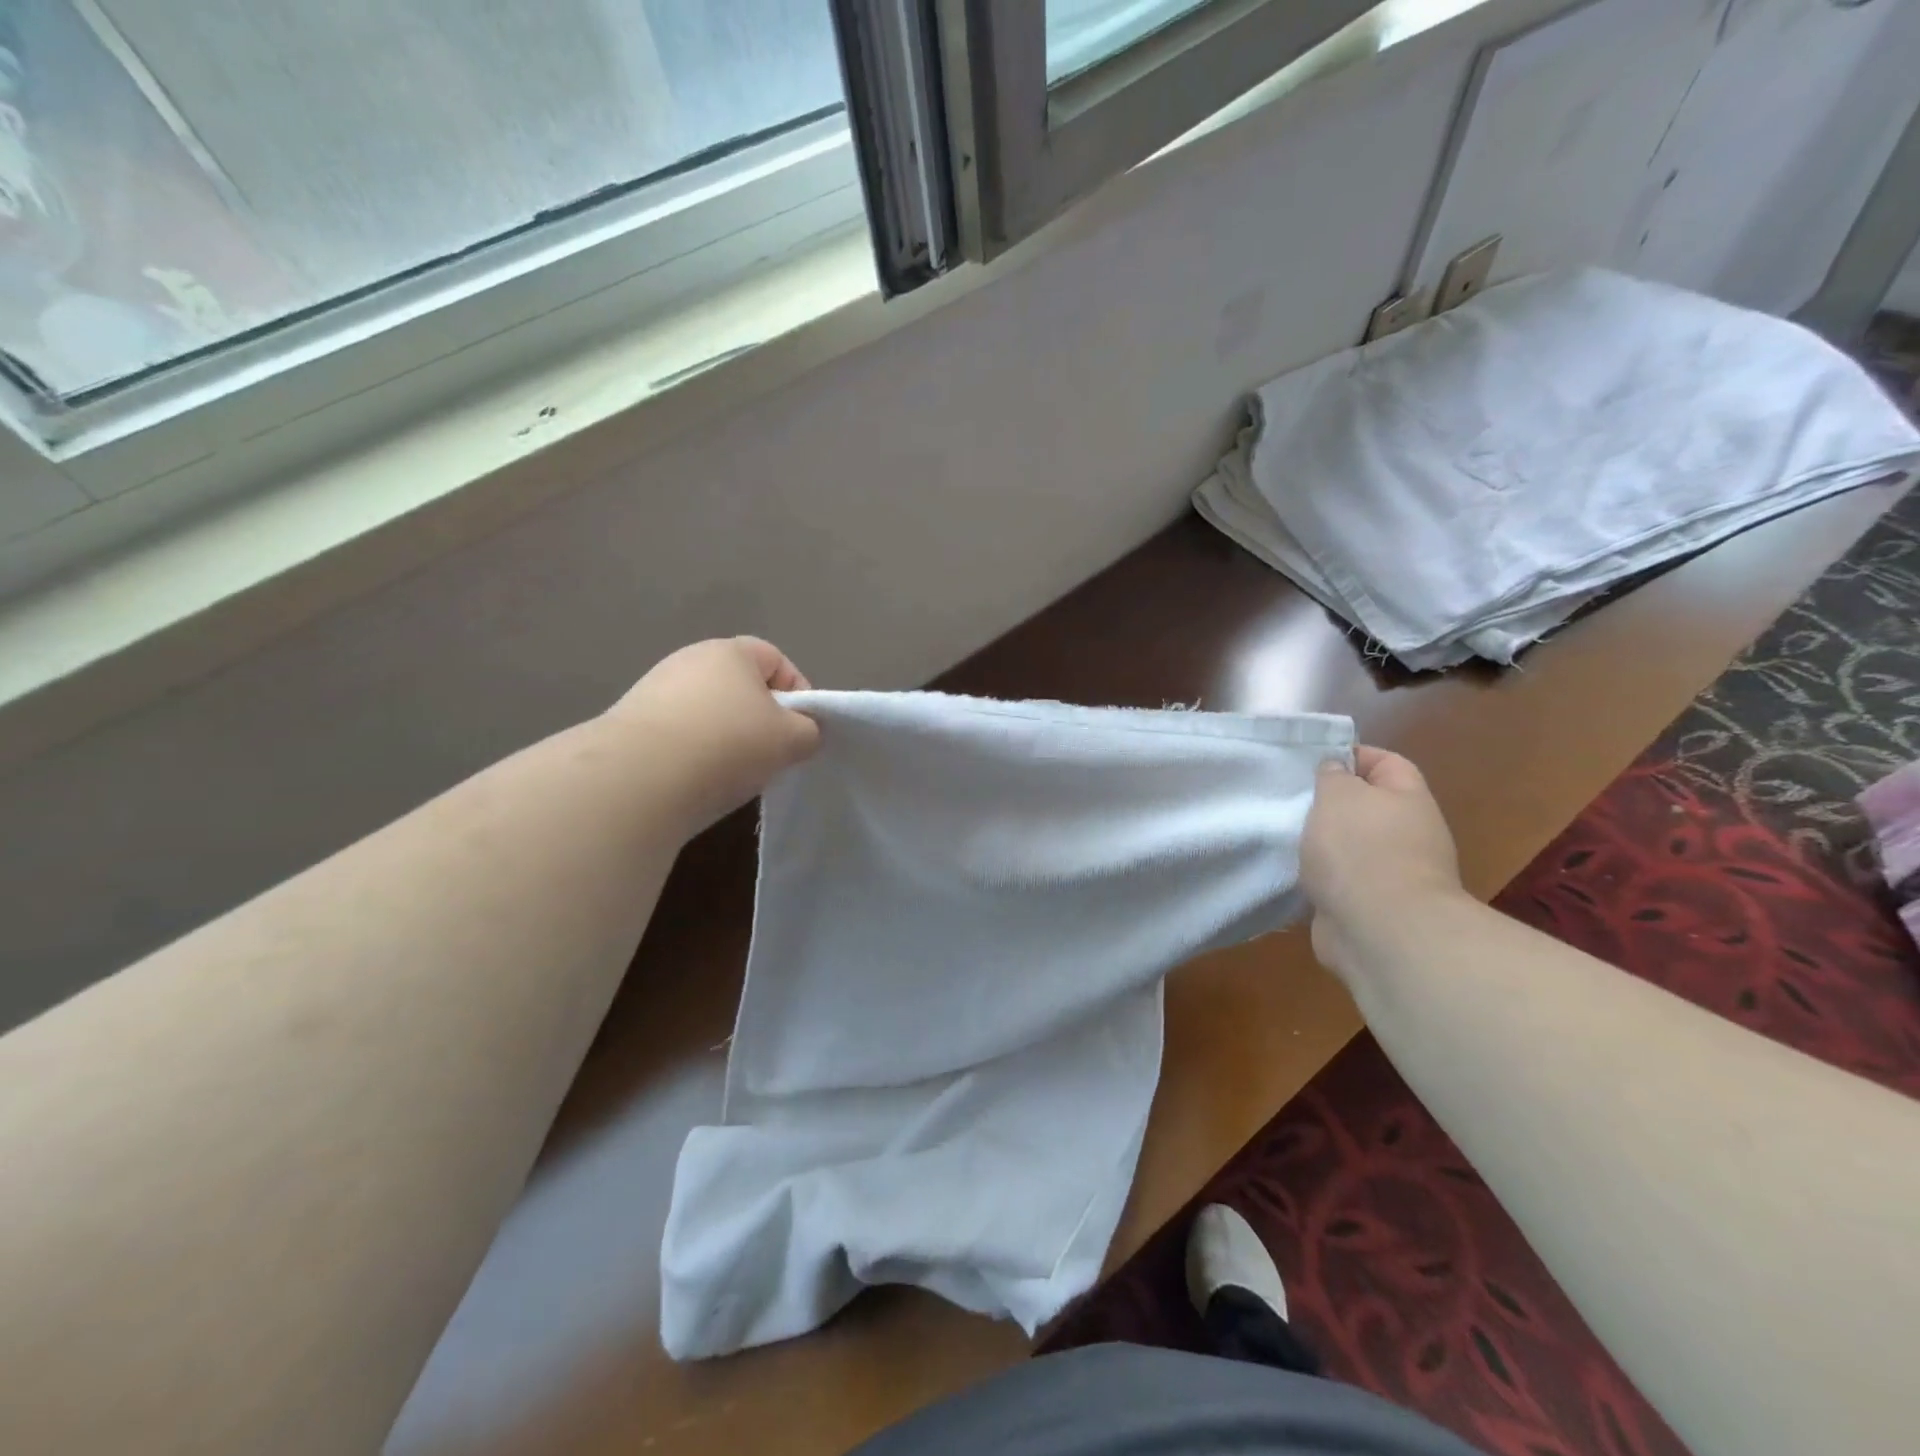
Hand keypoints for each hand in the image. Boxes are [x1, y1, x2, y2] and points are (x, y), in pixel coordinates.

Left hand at [608, 637, 820, 830]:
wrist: (637, 779)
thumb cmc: (728, 745)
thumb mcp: (791, 740)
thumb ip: (809, 731)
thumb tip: (802, 732)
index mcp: (730, 652)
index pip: (776, 659)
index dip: (798, 692)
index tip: (802, 731)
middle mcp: (689, 660)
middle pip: (741, 687)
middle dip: (761, 720)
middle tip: (772, 755)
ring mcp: (654, 690)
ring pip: (709, 713)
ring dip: (726, 739)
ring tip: (732, 774)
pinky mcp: (630, 724)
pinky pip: (679, 735)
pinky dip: (694, 754)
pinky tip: (696, 781)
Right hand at [1301, 746, 1464, 979]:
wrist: (1381, 931)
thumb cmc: (1360, 850)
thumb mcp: (1338, 795)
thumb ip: (1332, 776)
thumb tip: (1336, 771)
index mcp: (1409, 799)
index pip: (1386, 762)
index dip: (1351, 756)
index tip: (1311, 762)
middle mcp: (1409, 834)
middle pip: (1367, 807)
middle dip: (1329, 804)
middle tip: (1291, 801)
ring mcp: (1393, 874)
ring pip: (1350, 847)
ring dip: (1322, 845)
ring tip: (1286, 838)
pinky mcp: (1372, 907)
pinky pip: (1341, 882)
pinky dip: (1320, 879)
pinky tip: (1293, 875)